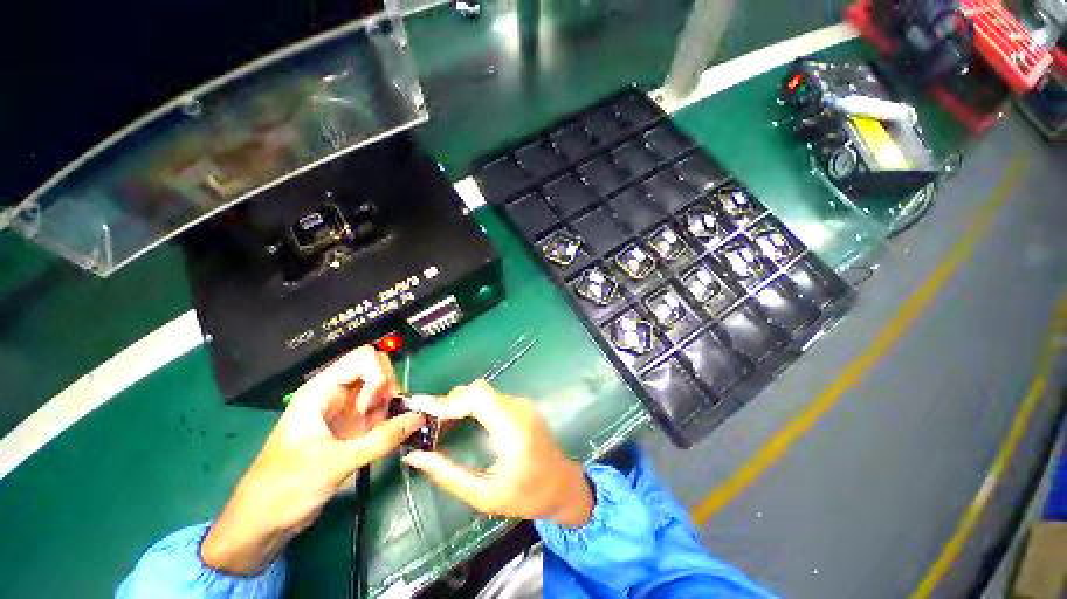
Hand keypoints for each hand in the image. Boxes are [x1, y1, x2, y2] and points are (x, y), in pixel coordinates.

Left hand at [200, 346, 424, 574]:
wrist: (264, 523)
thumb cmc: (286, 487)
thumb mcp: (335, 463)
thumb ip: (381, 439)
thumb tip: (419, 418)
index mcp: (321, 391)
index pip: (363, 359)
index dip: (376, 375)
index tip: (371, 407)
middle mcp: (336, 394)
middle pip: (377, 369)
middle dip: (387, 387)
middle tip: (384, 414)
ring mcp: (346, 411)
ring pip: (382, 389)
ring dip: (392, 404)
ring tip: (388, 430)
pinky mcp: (354, 428)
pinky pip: (381, 410)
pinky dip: (392, 418)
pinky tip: (391, 435)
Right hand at [402, 380, 592, 527]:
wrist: (563, 486)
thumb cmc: (527, 496)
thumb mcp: (484, 496)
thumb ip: (448, 475)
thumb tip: (415, 457)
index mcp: (512, 428)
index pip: (477, 397)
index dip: (447, 401)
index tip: (421, 411)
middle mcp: (518, 408)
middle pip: (478, 390)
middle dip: (449, 402)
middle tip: (427, 422)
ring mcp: (522, 404)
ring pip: (483, 391)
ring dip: (459, 402)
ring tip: (438, 423)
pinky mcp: (521, 406)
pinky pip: (491, 397)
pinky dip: (471, 405)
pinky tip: (460, 421)